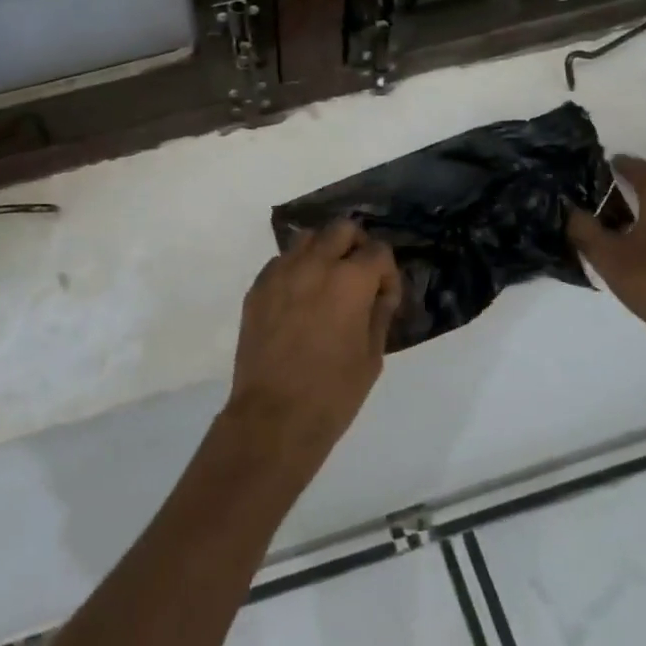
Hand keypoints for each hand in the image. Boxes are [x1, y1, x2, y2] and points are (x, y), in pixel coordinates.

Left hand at [226, 221, 400, 466]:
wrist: (273, 416)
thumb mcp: (372, 356)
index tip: (385, 297)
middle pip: (342, 229)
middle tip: (359, 276)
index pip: (378, 251)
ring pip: (307, 238)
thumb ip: (379, 313)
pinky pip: (281, 262)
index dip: (388, 273)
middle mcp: (315, 264)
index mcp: (350, 280)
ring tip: (327, 282)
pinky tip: (299, 299)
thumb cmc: (333, 392)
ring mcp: (281, 272)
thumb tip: (379, 292)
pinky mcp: (257, 287)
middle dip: (356, 246)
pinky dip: (296, 269)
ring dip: (323, 251)